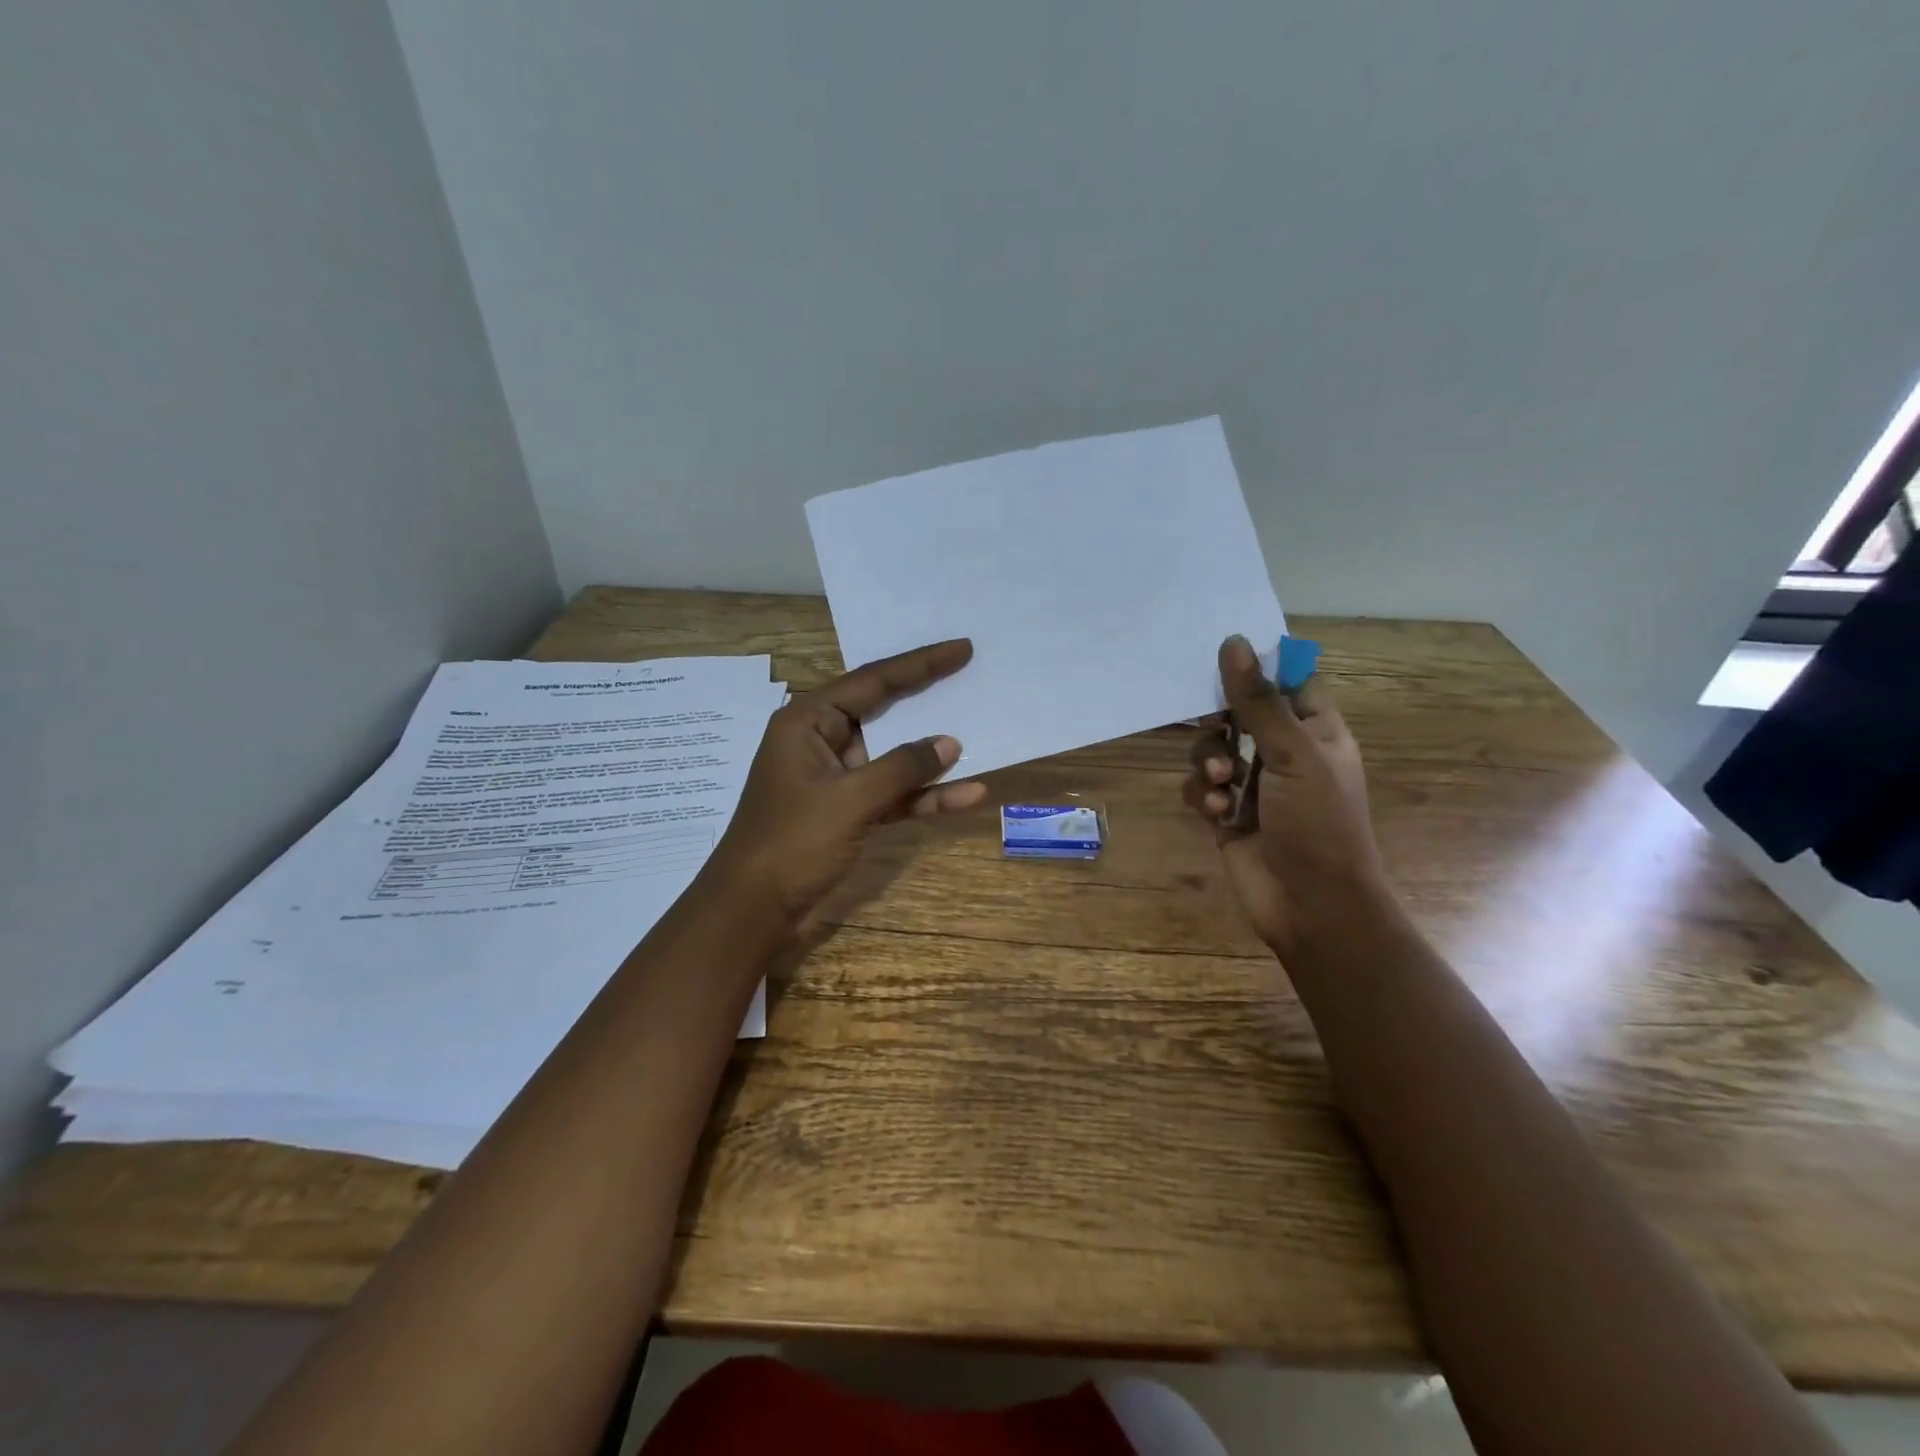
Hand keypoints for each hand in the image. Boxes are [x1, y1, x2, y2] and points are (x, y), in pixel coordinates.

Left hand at [709, 640, 986, 940]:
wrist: (754, 911)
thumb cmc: (792, 842)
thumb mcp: (850, 799)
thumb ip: (902, 767)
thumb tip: (950, 742)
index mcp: (808, 721)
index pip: (872, 681)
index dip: (920, 664)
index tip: (961, 649)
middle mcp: (822, 741)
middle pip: (884, 711)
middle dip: (927, 698)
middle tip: (970, 674)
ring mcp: (837, 778)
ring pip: (893, 756)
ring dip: (932, 756)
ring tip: (980, 736)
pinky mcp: (849, 812)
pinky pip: (893, 794)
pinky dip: (924, 796)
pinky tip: (966, 796)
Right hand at [1182, 636, 1385, 954]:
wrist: (1311, 906)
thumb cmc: (1319, 824)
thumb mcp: (1293, 755)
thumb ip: (1258, 701)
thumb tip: (1233, 642)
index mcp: (1315, 731)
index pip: (1287, 680)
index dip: (1258, 667)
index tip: (1222, 655)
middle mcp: (1283, 752)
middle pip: (1238, 712)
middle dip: (1220, 721)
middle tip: (1215, 726)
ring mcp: (1253, 784)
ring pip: (1211, 749)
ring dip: (1209, 763)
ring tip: (1223, 784)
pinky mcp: (1226, 813)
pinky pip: (1200, 787)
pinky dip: (1205, 796)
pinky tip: (1220, 815)